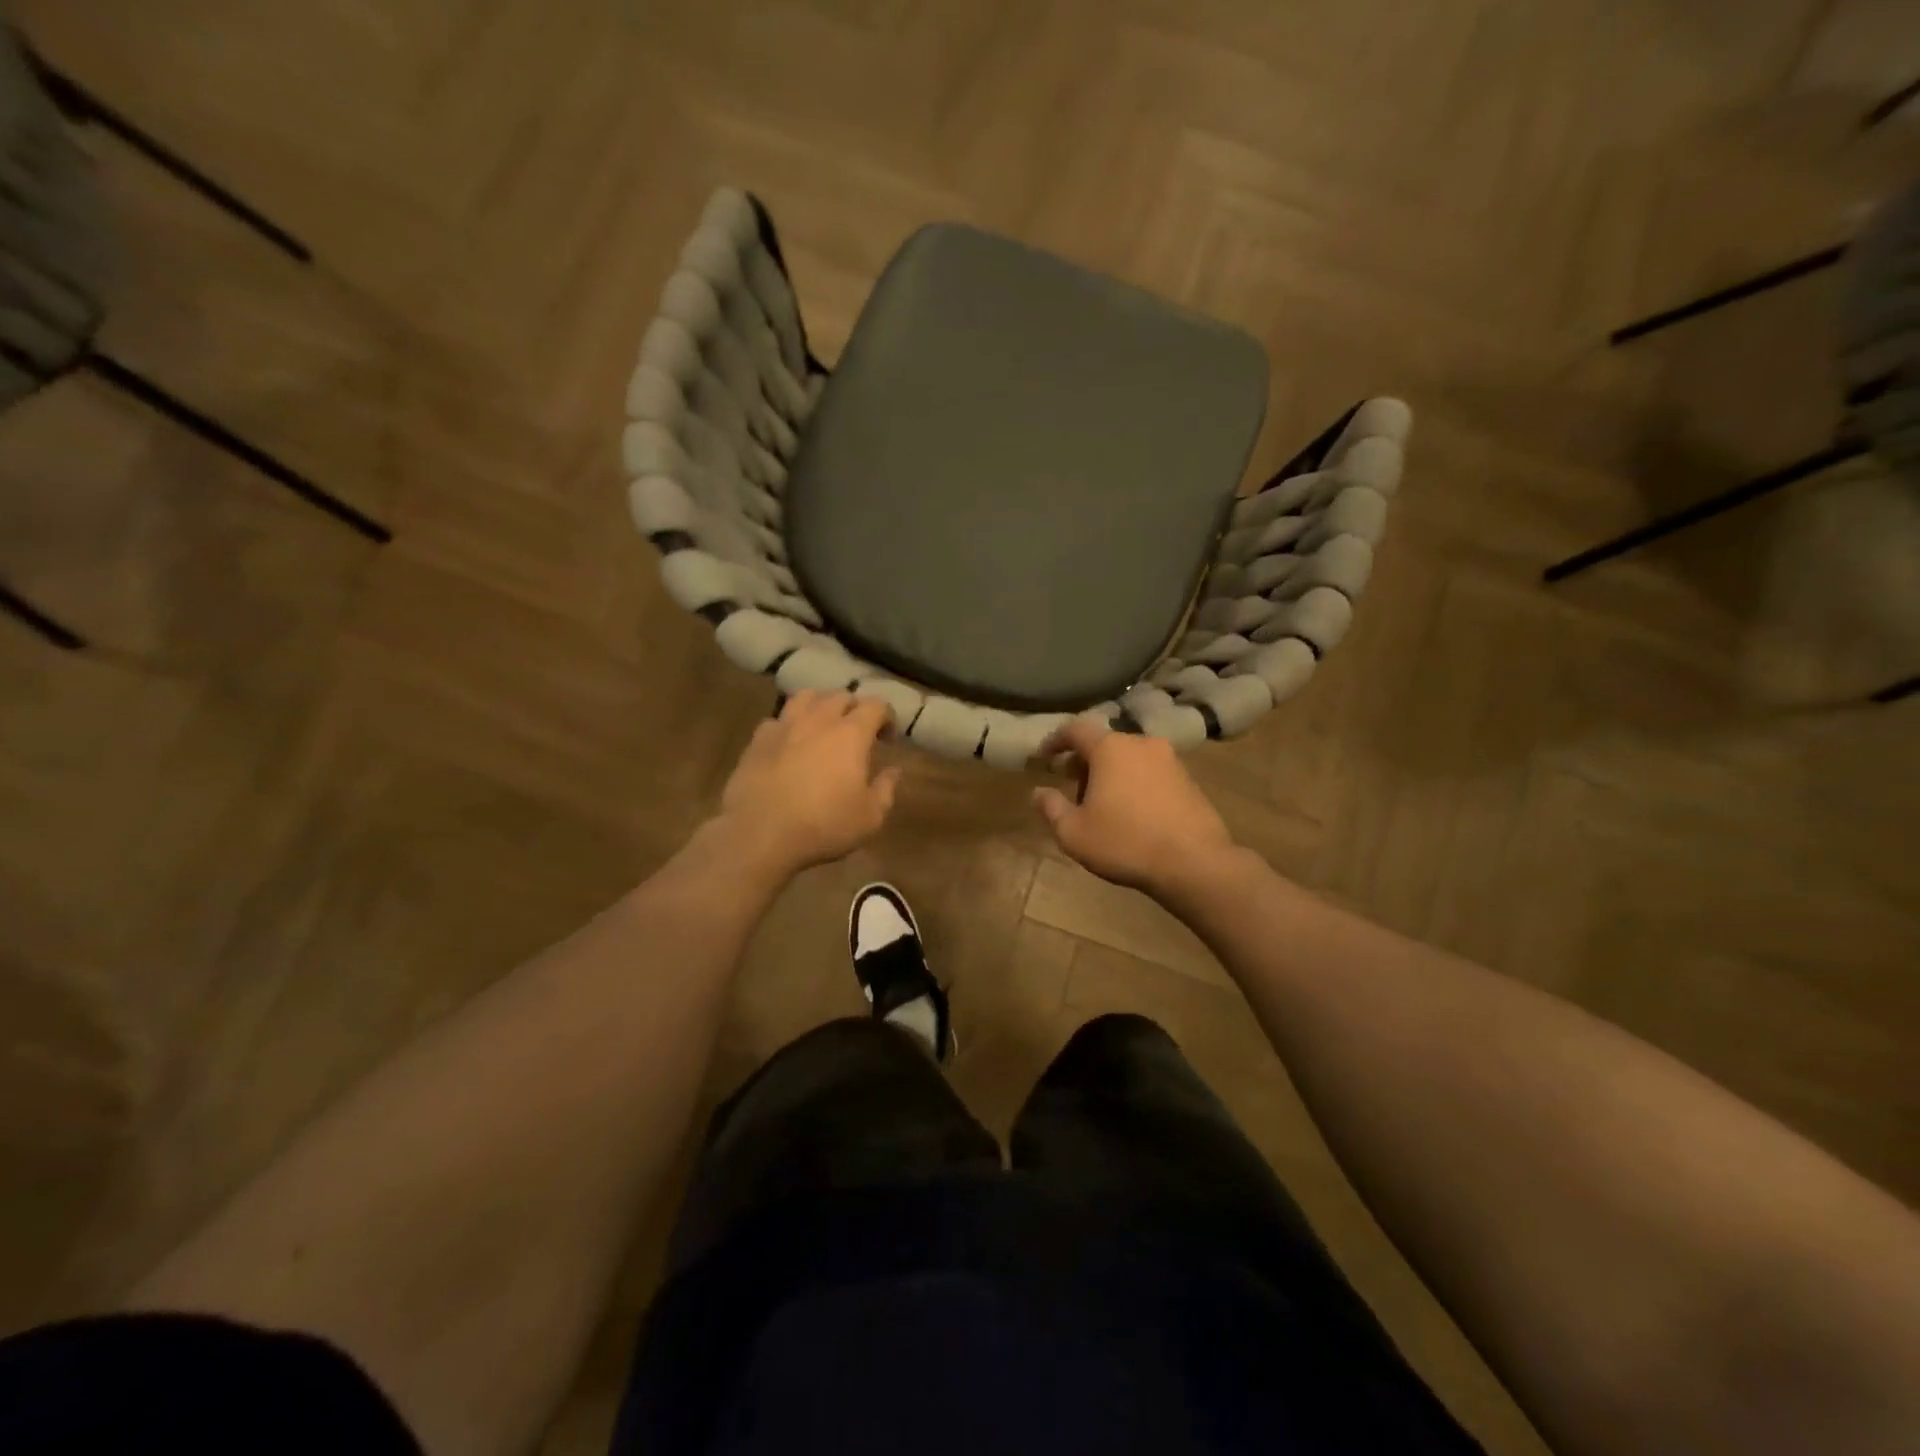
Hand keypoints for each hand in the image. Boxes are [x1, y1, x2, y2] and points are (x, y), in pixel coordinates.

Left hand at [715, 690, 900, 879]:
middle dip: (854, 709)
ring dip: (820, 705)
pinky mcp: (758, 740)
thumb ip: (886, 789)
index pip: (876, 705)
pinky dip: (788, 725)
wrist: (760, 832)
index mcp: (851, 733)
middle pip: (841, 696)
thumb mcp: (869, 817)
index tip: (887, 740)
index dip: (886, 718)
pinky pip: (777, 720)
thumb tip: (893, 771)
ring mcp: (785, 726)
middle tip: (857, 733)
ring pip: (806, 697)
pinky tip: (789, 743)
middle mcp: (819, 719)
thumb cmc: (824, 824)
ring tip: (822, 726)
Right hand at [1032, 718, 1235, 894]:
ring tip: (1102, 803)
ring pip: (1130, 758)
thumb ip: (1051, 808)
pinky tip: (1132, 812)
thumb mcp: (1074, 833)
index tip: (1044, 757)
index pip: (1075, 729)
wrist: (1195, 863)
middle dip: (1084, 761)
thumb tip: (1039, 792)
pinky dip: (1135, 783)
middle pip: (1104, 743)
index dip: (1055, 740)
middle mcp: (1141, 744)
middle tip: (1072, 786)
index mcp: (1110, 748)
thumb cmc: (1125, 843)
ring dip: (1111, 773)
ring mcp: (1170, 760)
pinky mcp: (1189, 780)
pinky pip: (1151, 773)